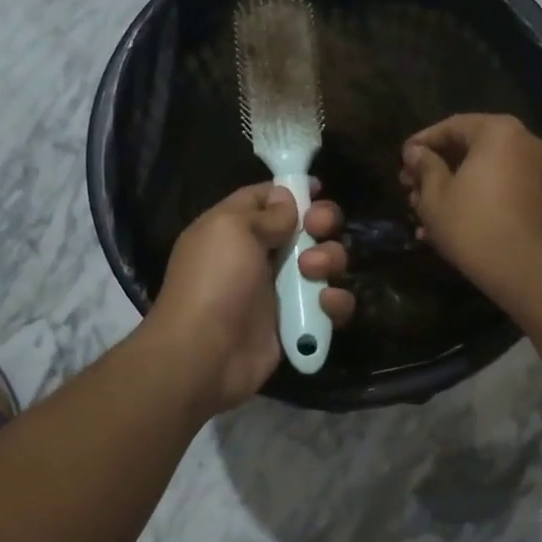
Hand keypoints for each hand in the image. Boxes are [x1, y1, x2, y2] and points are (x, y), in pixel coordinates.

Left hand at [146, 182, 354, 413]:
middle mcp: (259, 257)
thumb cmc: (214, 281)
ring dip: (330, 260)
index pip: (267, 199)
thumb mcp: (230, 230)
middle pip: (305, 229)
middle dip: (321, 223)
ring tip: (314, 271)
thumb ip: (264, 212)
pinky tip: (325, 304)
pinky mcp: (298, 323)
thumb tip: (287, 200)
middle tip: (319, 229)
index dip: (292, 190)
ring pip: (324, 264)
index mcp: (235, 229)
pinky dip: (335, 302)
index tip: (318, 187)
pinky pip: (330, 305)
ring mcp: (280, 291)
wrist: (206, 354)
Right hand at [400, 114, 541, 292]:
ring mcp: (534, 171)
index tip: (401, 159)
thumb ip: (424, 166)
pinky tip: (442, 224)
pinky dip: (472, 198)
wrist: (522, 268)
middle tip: (408, 187)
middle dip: (435, 168)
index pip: (452, 126)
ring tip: (419, 209)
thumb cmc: (471, 224)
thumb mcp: (435, 195)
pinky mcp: (536, 198)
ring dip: (449, 187)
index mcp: (498, 132)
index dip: (422, 142)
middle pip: (469, 148)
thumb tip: (415, 152)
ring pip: (482, 171)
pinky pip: (497, 188)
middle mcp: (523, 143)